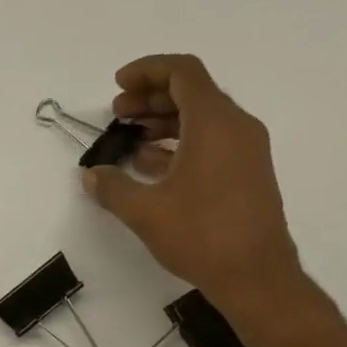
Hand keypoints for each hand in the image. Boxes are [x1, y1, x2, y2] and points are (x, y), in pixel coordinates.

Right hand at [83, 53, 309, 328]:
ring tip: (129, 140)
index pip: (182, 73)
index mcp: (214, 122)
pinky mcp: (246, 173)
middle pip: (192, 93)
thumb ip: (113, 188)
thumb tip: (91, 175)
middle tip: (117, 114)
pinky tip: (151, 166)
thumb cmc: (201, 235)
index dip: (147, 71)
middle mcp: (236, 126)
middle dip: (151, 99)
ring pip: (201, 119)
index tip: (118, 86)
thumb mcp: (146, 212)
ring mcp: (245, 150)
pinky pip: (210, 143)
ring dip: (163, 123)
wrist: (255, 274)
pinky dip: (179, 144)